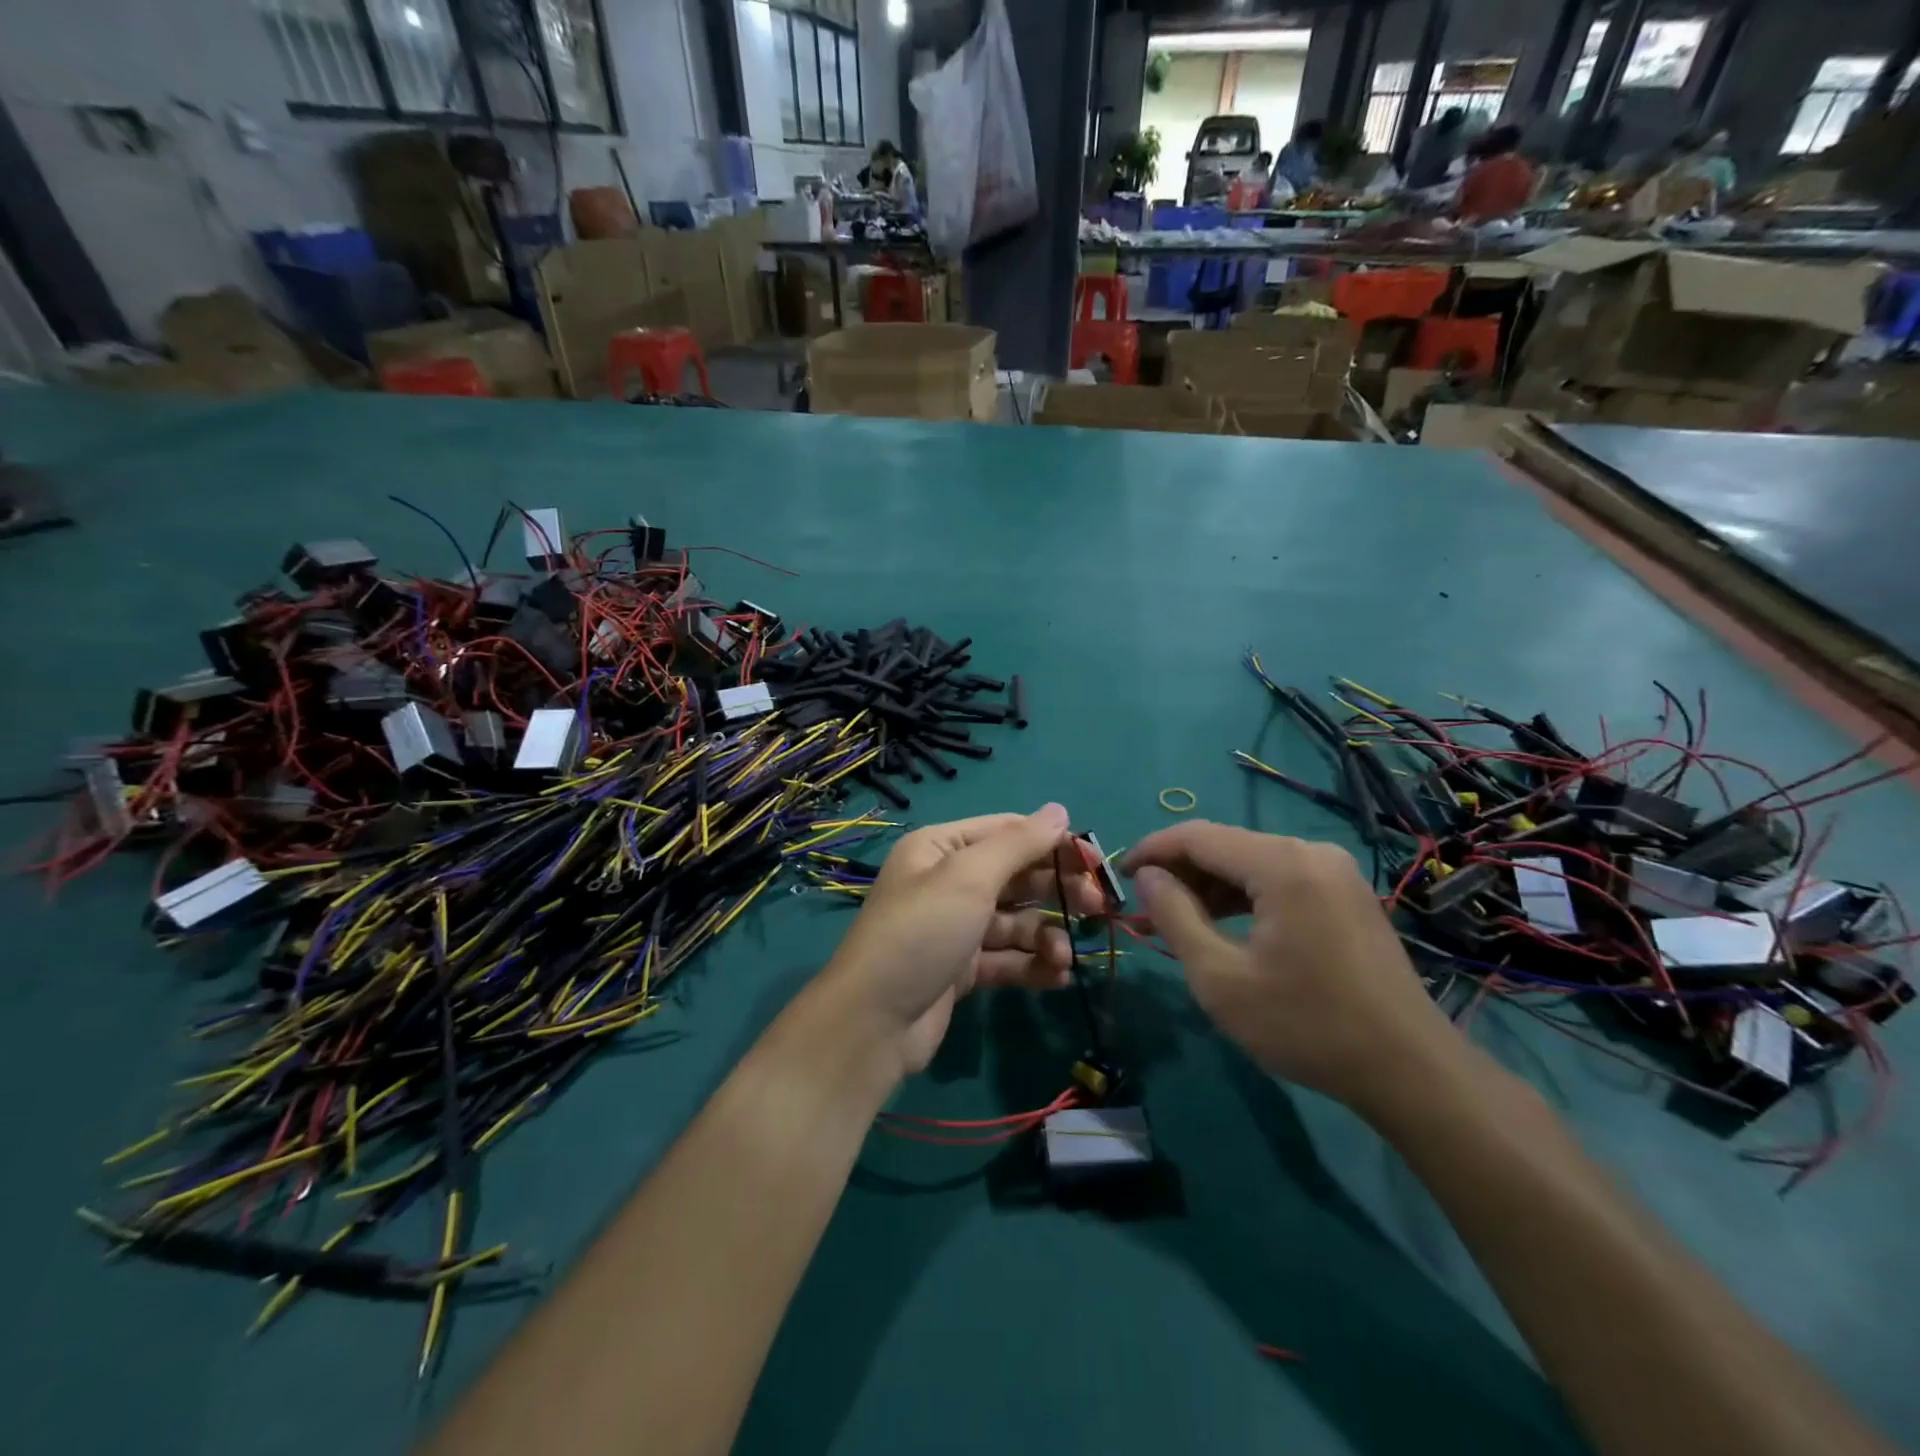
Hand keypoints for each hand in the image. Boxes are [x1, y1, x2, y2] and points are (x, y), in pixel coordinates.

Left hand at [818, 805, 1106, 1079]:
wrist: (873, 1021)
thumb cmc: (922, 932)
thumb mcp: (969, 877)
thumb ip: (1018, 843)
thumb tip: (1060, 810)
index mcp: (941, 848)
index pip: (1007, 832)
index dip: (1052, 843)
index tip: (1094, 863)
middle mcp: (948, 882)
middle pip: (1016, 877)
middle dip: (1056, 891)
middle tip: (1097, 908)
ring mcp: (955, 928)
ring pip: (1016, 922)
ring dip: (1046, 936)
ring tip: (1063, 958)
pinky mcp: (961, 969)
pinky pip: (1007, 958)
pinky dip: (1032, 966)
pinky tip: (1057, 978)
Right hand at [1123, 821, 1467, 1117]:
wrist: (1410, 1071)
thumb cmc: (1305, 1025)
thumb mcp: (1220, 977)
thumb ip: (1175, 916)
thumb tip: (1148, 877)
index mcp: (1281, 864)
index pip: (1197, 836)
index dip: (1151, 850)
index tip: (1119, 875)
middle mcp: (1310, 852)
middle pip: (1225, 847)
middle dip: (1178, 874)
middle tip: (1142, 909)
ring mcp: (1334, 872)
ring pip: (1251, 864)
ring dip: (1208, 889)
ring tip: (1170, 923)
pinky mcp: (1345, 894)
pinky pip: (1279, 881)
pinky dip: (1243, 899)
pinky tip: (1219, 927)